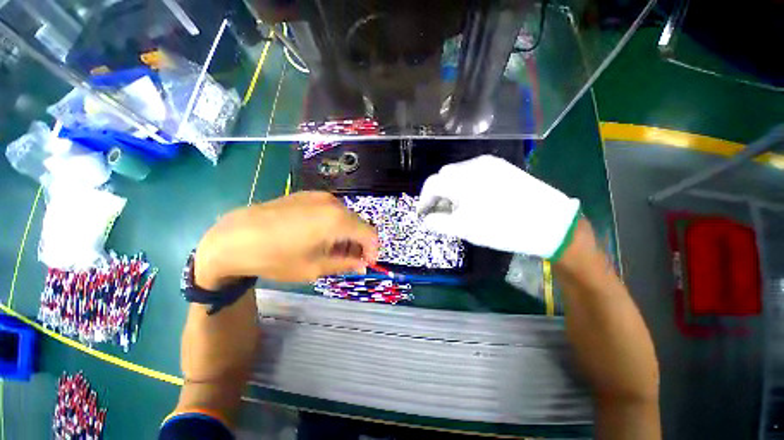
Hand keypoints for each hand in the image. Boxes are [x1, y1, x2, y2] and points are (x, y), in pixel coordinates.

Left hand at [194, 192, 378, 287]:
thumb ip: (345, 264)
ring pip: (345, 217)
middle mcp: (334, 203)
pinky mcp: (307, 195)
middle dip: (359, 243)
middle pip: (358, 224)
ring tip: (331, 250)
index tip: (366, 263)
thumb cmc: (276, 257)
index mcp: (338, 220)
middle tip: (348, 260)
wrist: (234, 237)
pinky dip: (333, 224)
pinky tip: (318, 236)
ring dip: (346, 234)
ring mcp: (319, 196)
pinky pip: (330, 210)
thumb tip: (363, 265)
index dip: (372, 250)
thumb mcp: (314, 267)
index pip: (370, 233)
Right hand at [417, 155, 579, 258]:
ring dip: (452, 189)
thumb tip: (426, 219)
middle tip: (440, 212)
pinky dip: (467, 185)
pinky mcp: (502, 167)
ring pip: (459, 174)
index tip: (423, 213)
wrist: (549, 222)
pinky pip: (475, 173)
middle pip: (444, 176)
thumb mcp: (464, 229)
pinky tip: (475, 199)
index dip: (423, 199)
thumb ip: (439, 222)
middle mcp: (473, 165)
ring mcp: (490, 164)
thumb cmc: (501, 227)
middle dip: (438, 193)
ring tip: (458, 207)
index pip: (432, 184)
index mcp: (461, 179)